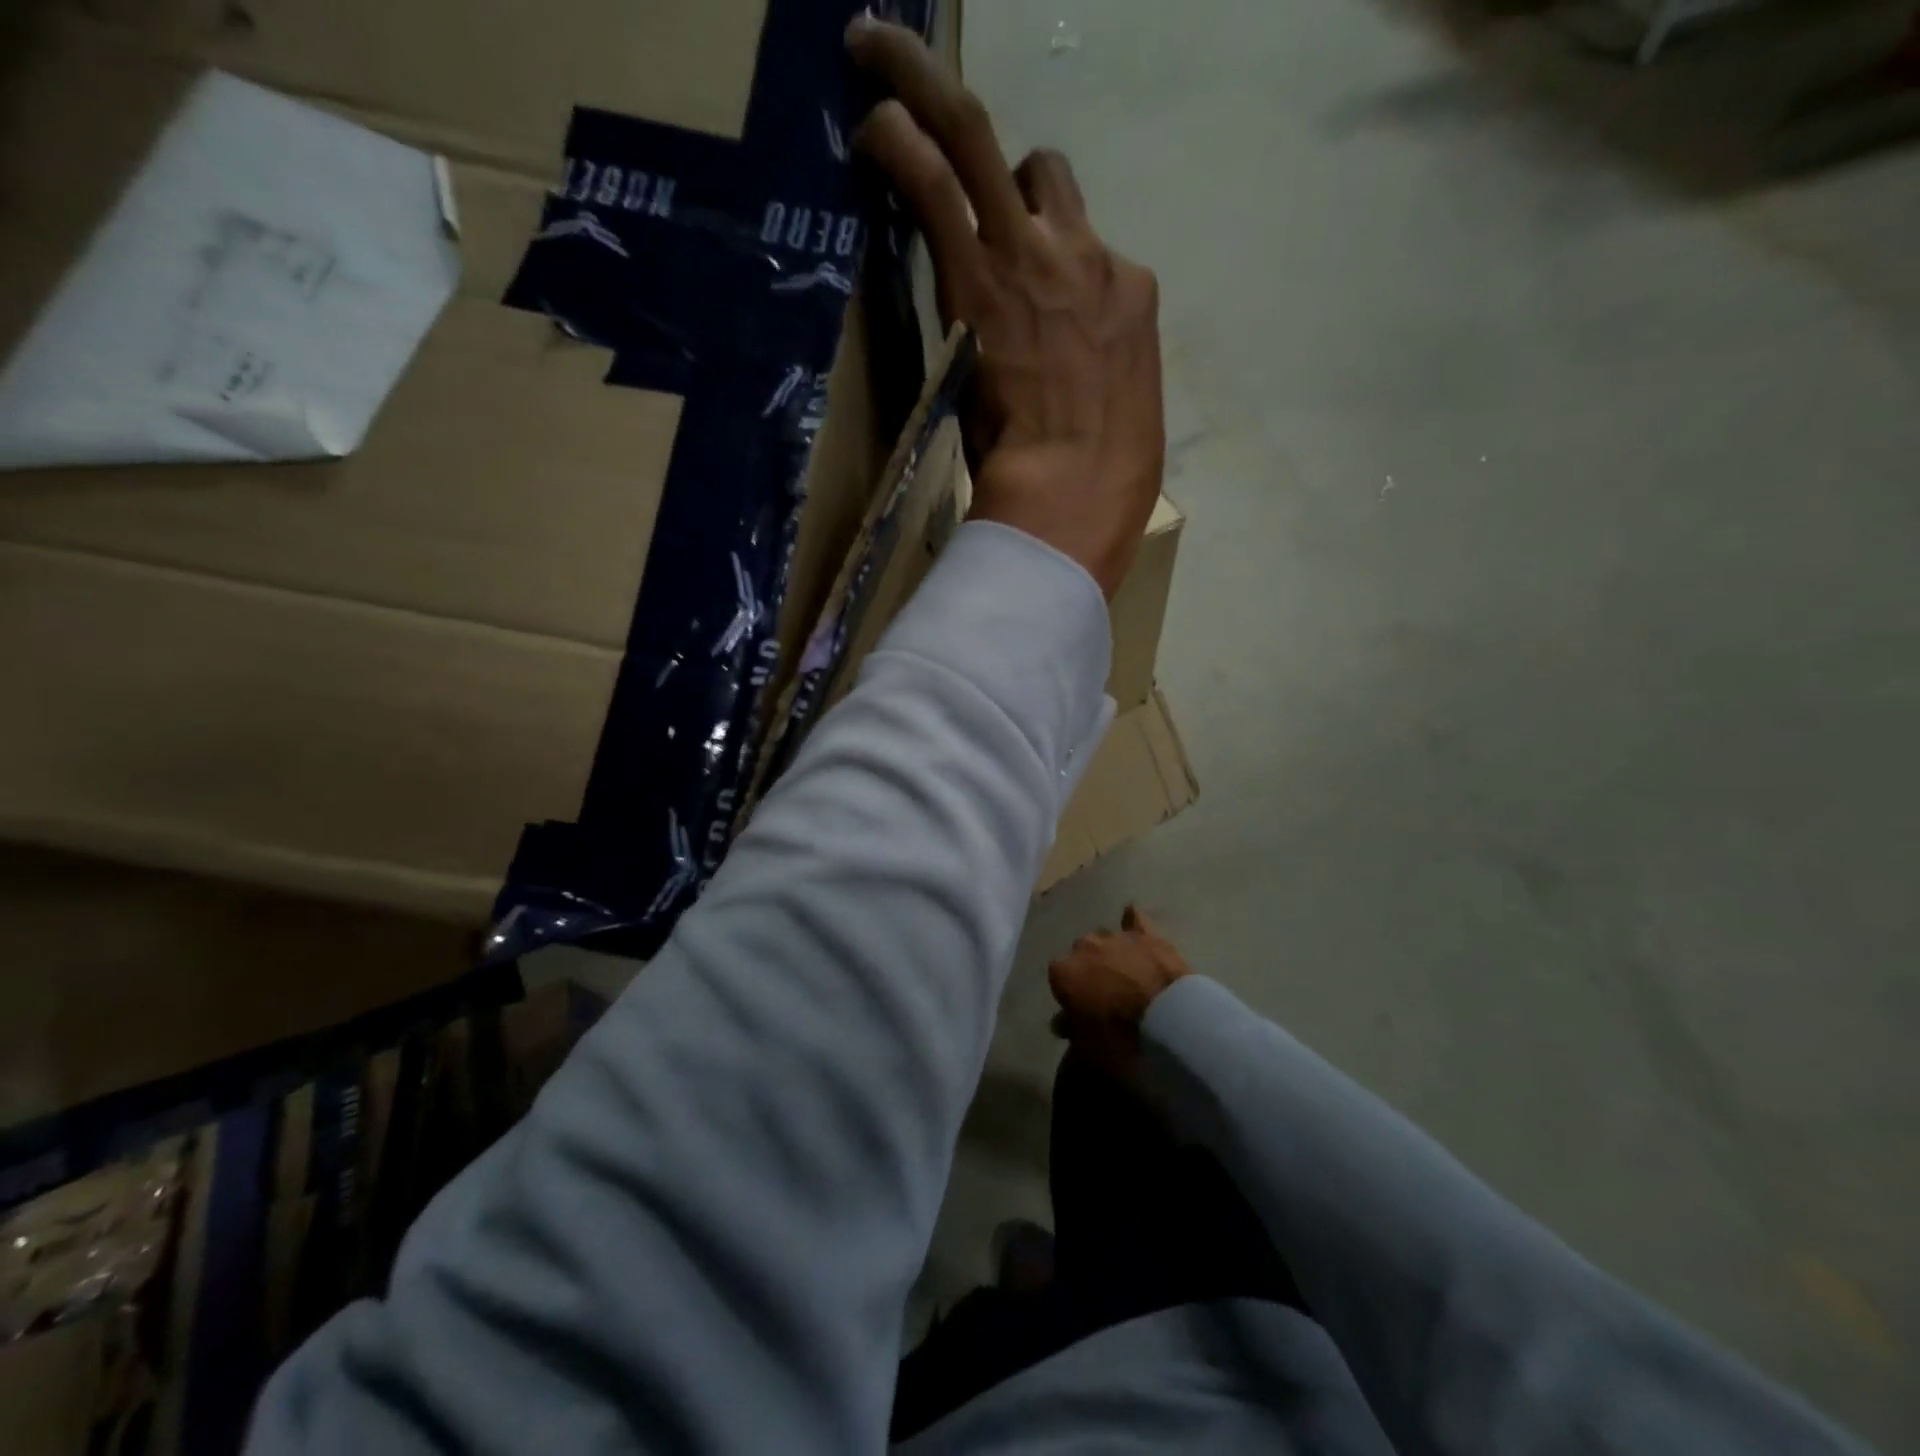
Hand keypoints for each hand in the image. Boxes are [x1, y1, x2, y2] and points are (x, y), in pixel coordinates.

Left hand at [846, 17, 1164, 597]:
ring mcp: (1037, 258)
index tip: (1004, 254)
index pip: (1078, 242)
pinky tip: (869, 127)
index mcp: (1126, 300)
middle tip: (925, 85)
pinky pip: (939, 182)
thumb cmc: (1103, 486)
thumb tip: (1062, 379)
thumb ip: (1092, 377)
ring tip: (878, 74)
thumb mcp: (1119, 418)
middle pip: (1040, 166)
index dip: (1037, 243)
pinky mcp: (982, 275)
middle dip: (979, 123)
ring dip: (928, 103)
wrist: (1074, 502)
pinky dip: (901, 143)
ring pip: (983, 144)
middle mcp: (1089, 257)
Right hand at [1048, 905, 1190, 1079]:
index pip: (1057, 978)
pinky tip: (1132, 919)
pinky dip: (1132, 921)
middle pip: (1080, 954)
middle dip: (1089, 969)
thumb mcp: (1088, 1048)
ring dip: (1111, 954)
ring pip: (1106, 940)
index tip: (1081, 1008)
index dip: (1070, 993)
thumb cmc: (1120, 1037)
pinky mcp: (1146, 935)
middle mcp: (1084, 948)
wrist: (1168, 1019)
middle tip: (1105, 993)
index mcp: (1064, 973)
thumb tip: (1062, 1023)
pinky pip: (1134, 920)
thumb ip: (1072, 1030)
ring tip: (1126, 973)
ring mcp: (1116, 938)